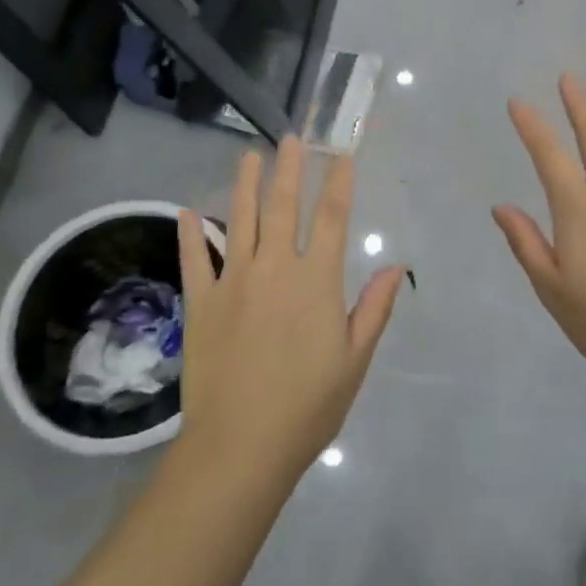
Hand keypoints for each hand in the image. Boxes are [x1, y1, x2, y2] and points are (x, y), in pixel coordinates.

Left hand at [178, 141, 403, 487]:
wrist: (240, 447)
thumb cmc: (307, 406)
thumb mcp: (354, 360)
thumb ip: (374, 308)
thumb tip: (397, 266)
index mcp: (317, 282)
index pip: (332, 219)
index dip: (339, 183)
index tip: (341, 155)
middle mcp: (275, 269)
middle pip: (284, 207)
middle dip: (289, 169)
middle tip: (290, 138)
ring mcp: (234, 282)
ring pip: (241, 221)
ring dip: (245, 185)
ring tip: (249, 156)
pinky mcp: (201, 303)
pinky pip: (195, 260)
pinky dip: (191, 234)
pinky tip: (188, 211)